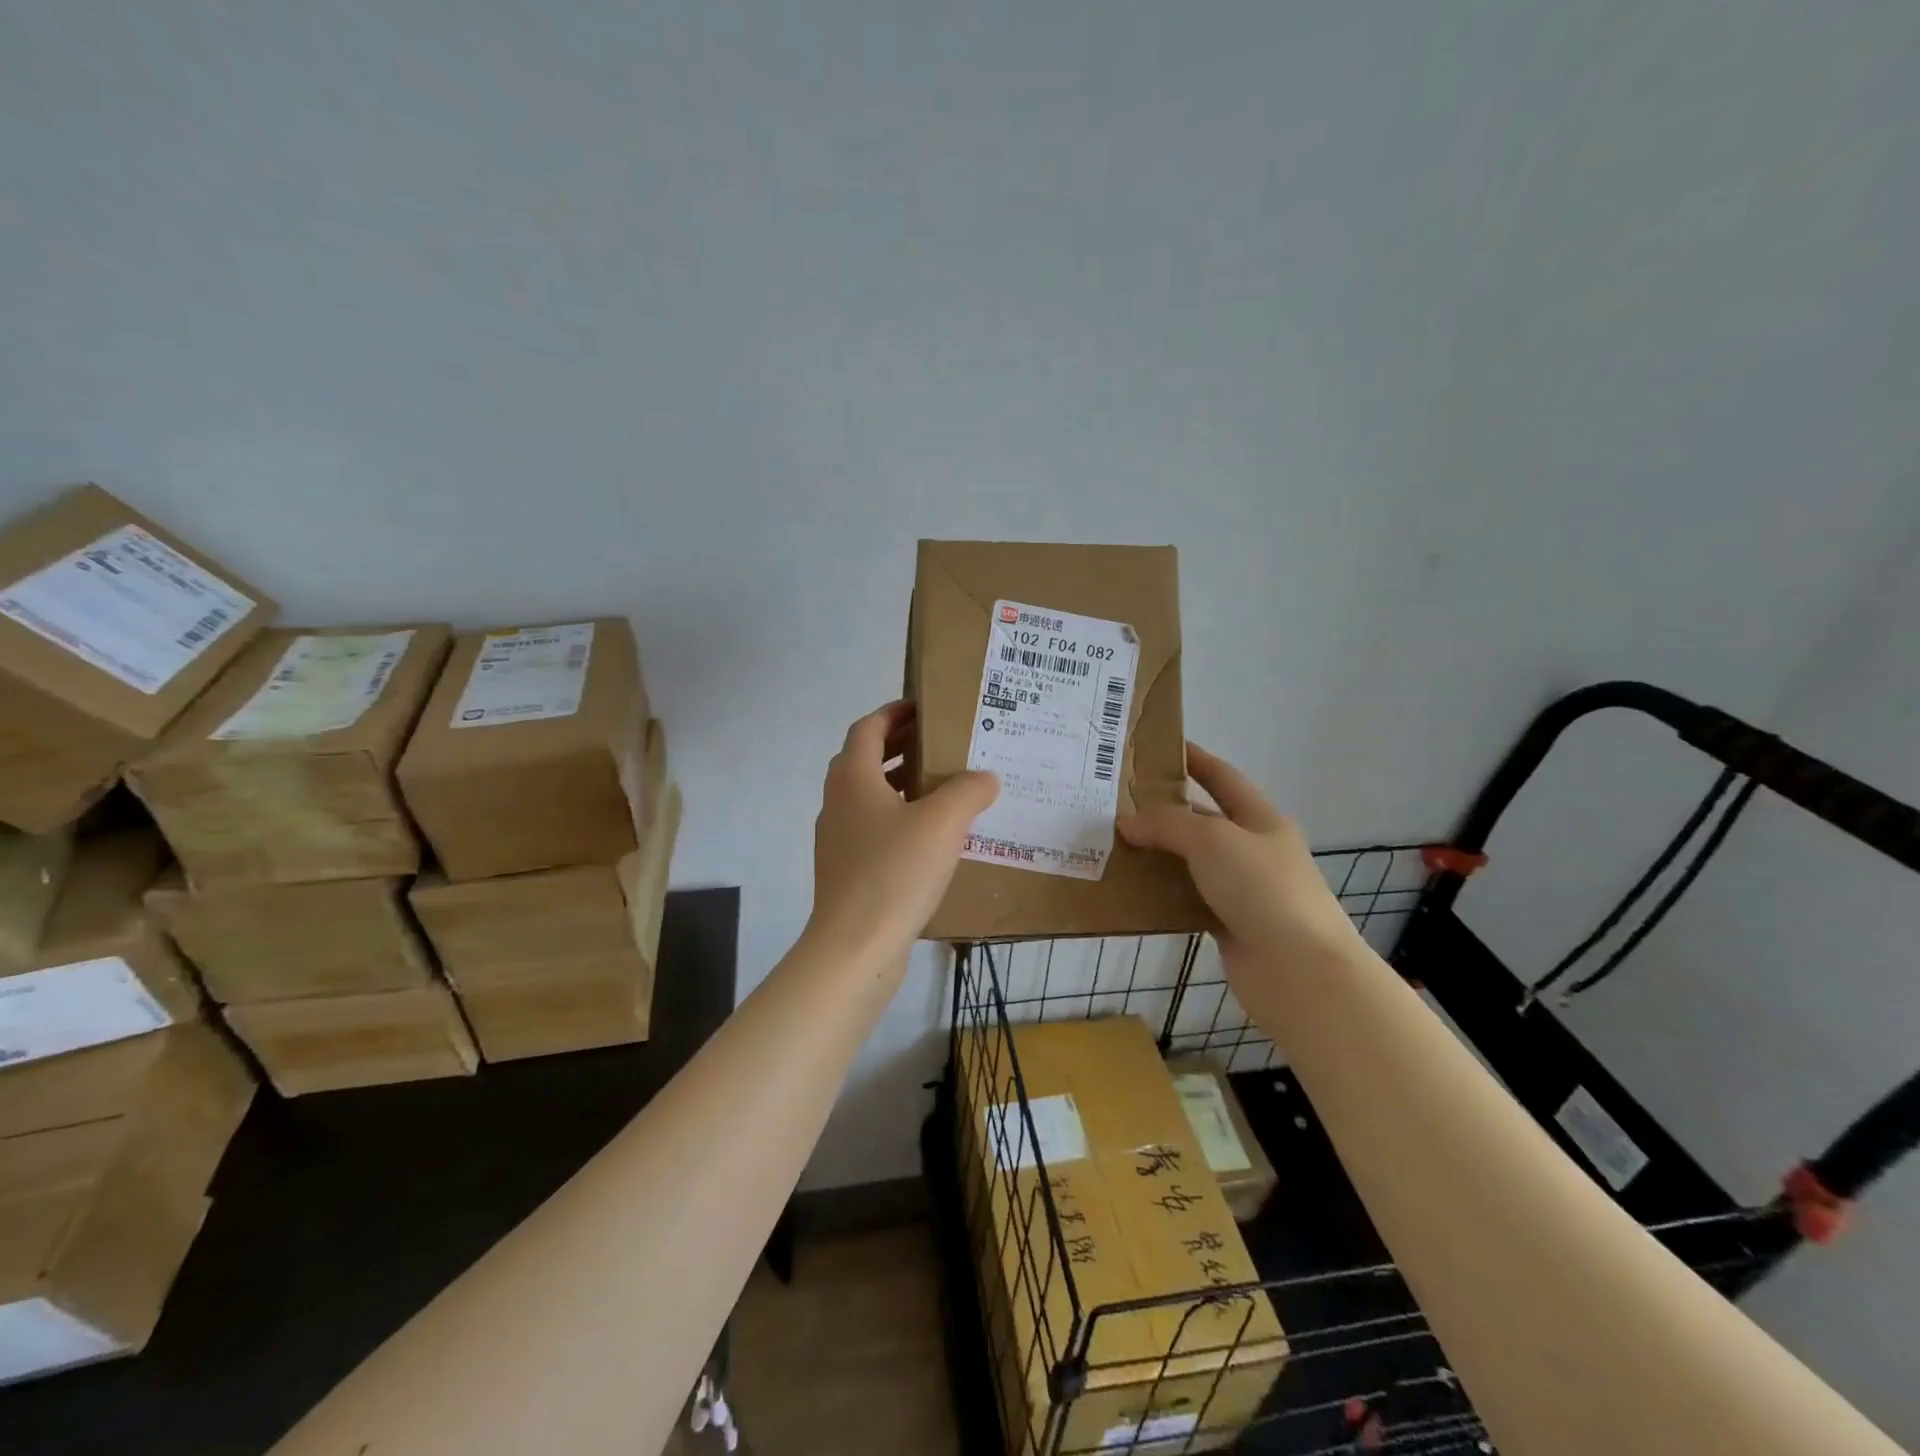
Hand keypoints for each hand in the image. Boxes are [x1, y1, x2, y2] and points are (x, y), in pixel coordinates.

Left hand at [808, 701, 997, 966]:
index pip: (868, 728)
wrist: (855, 947)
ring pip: (868, 798)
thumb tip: (985, 777)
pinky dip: (899, 819)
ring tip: (942, 788)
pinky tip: (932, 839)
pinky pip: (873, 830)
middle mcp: (838, 803)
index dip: (893, 713)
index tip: (923, 707)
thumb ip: (968, 791)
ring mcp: (838, 840)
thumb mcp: (943, 823)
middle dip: (900, 746)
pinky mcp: (846, 871)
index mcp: (853, 779)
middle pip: (864, 760)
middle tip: (939, 744)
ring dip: (900, 785)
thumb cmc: (895, 872)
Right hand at [1118, 744, 1360, 972]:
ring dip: (1158, 855)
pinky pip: (1188, 899)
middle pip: (1204, 821)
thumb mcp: (1213, 840)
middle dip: (1165, 812)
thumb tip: (1127, 823)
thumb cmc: (1262, 889)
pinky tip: (1131, 889)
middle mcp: (1253, 850)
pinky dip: (1162, 893)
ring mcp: (1242, 890)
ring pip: (1192, 863)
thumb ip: (1167, 825)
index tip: (1160, 748)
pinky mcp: (1229, 924)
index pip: (1223, 778)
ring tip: (1113, 845)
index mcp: (1261, 820)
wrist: (1299, 970)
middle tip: (1118, 804)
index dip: (1195, 760)